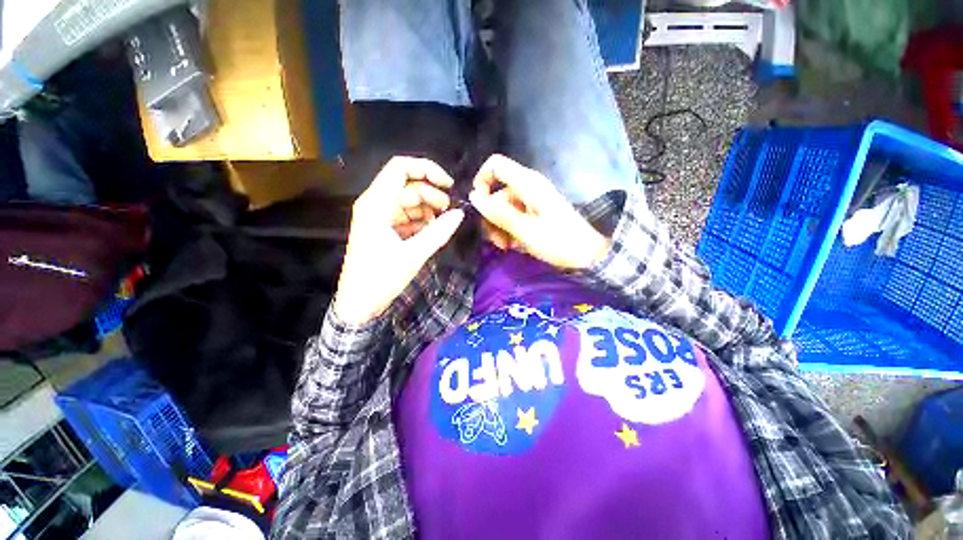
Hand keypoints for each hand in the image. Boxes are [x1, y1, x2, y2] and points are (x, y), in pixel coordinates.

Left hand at [334, 157, 464, 324]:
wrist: (358, 303)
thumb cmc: (381, 278)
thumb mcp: (413, 255)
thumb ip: (438, 232)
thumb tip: (460, 214)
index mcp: (376, 204)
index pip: (400, 168)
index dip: (427, 169)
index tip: (449, 185)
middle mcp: (375, 204)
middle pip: (407, 186)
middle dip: (431, 195)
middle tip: (449, 212)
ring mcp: (378, 217)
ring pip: (408, 201)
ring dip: (427, 210)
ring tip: (440, 226)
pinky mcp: (382, 229)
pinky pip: (405, 216)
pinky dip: (420, 221)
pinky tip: (430, 233)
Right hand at [468, 154, 609, 270]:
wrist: (587, 255)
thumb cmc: (557, 242)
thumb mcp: (524, 230)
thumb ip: (498, 213)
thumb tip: (474, 196)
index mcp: (527, 183)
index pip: (495, 165)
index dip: (482, 181)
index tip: (479, 206)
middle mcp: (528, 186)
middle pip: (497, 192)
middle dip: (492, 217)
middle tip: (497, 241)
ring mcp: (533, 199)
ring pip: (504, 207)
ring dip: (500, 227)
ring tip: (506, 246)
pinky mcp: (536, 211)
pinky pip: (515, 215)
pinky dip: (510, 229)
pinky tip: (514, 245)